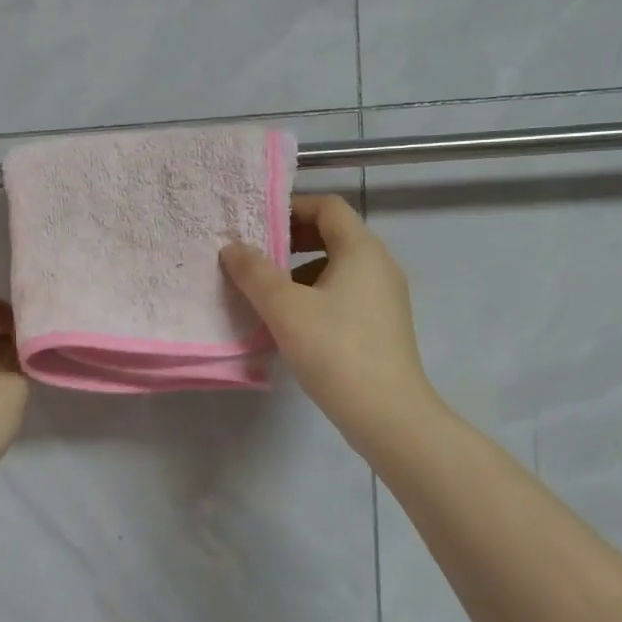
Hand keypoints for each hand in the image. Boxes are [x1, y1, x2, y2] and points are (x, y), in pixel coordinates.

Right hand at [220, 194, 442, 460]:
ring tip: (265, 290)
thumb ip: (254, 272)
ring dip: (299, 270)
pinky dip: (315, 293)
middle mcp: (379, 265)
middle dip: (291, 240)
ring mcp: (384, 297)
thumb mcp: (284, 308)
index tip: (256, 224)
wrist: (388, 415)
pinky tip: (290, 321)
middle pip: (333, 234)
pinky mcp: (382, 324)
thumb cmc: (335, 350)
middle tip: (254, 255)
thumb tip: (232, 247)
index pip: (327, 207)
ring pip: (337, 266)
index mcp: (361, 250)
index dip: (291, 207)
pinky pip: (344, 292)